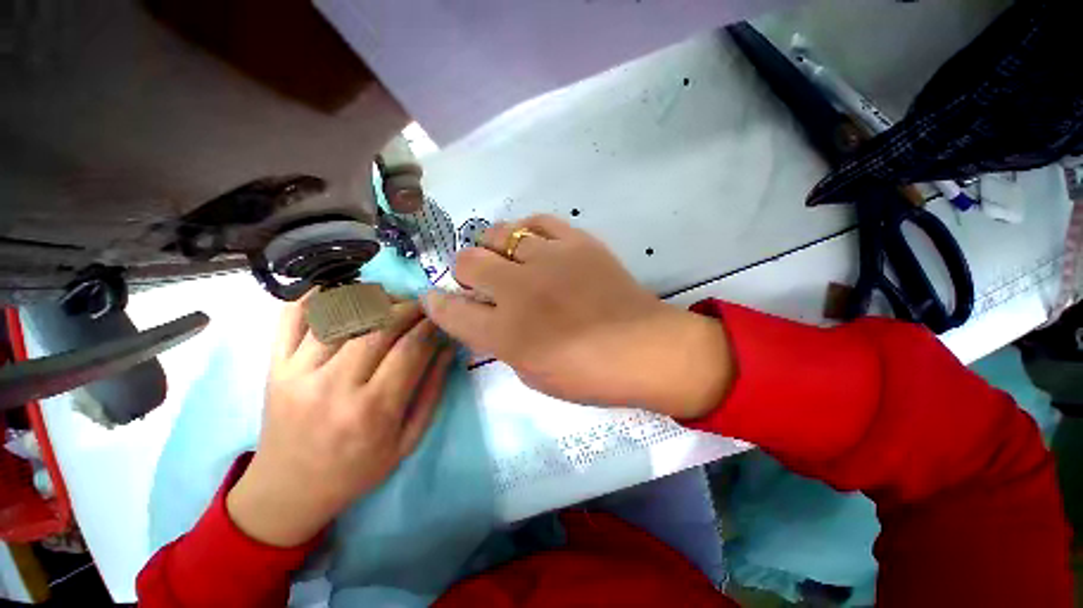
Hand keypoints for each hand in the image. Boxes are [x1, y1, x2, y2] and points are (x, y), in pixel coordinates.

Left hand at [227, 299, 453, 547]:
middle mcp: (334, 385)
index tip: (441, 318)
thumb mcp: (408, 439)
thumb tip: (448, 347)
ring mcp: (298, 372)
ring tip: (390, 302)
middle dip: (408, 308)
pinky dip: (315, 295)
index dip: (431, 326)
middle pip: (379, 325)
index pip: (411, 348)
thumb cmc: (357, 469)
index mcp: (373, 410)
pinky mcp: (274, 366)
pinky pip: (292, 317)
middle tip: (422, 307)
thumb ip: (432, 389)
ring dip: (372, 299)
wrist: (289, 490)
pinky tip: (338, 289)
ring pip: (341, 314)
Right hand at [423, 215, 732, 418]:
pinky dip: (527, 231)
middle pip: (467, 261)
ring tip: (508, 260)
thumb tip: (485, 317)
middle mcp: (519, 291)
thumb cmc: (588, 374)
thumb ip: (501, 342)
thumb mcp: (532, 374)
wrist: (644, 349)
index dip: (437, 303)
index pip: (450, 310)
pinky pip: (537, 221)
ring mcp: (549, 260)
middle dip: (465, 272)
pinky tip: (534, 244)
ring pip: (498, 233)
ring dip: (493, 248)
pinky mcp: (577, 242)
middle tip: (481, 281)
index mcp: (506, 334)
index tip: (437, 299)